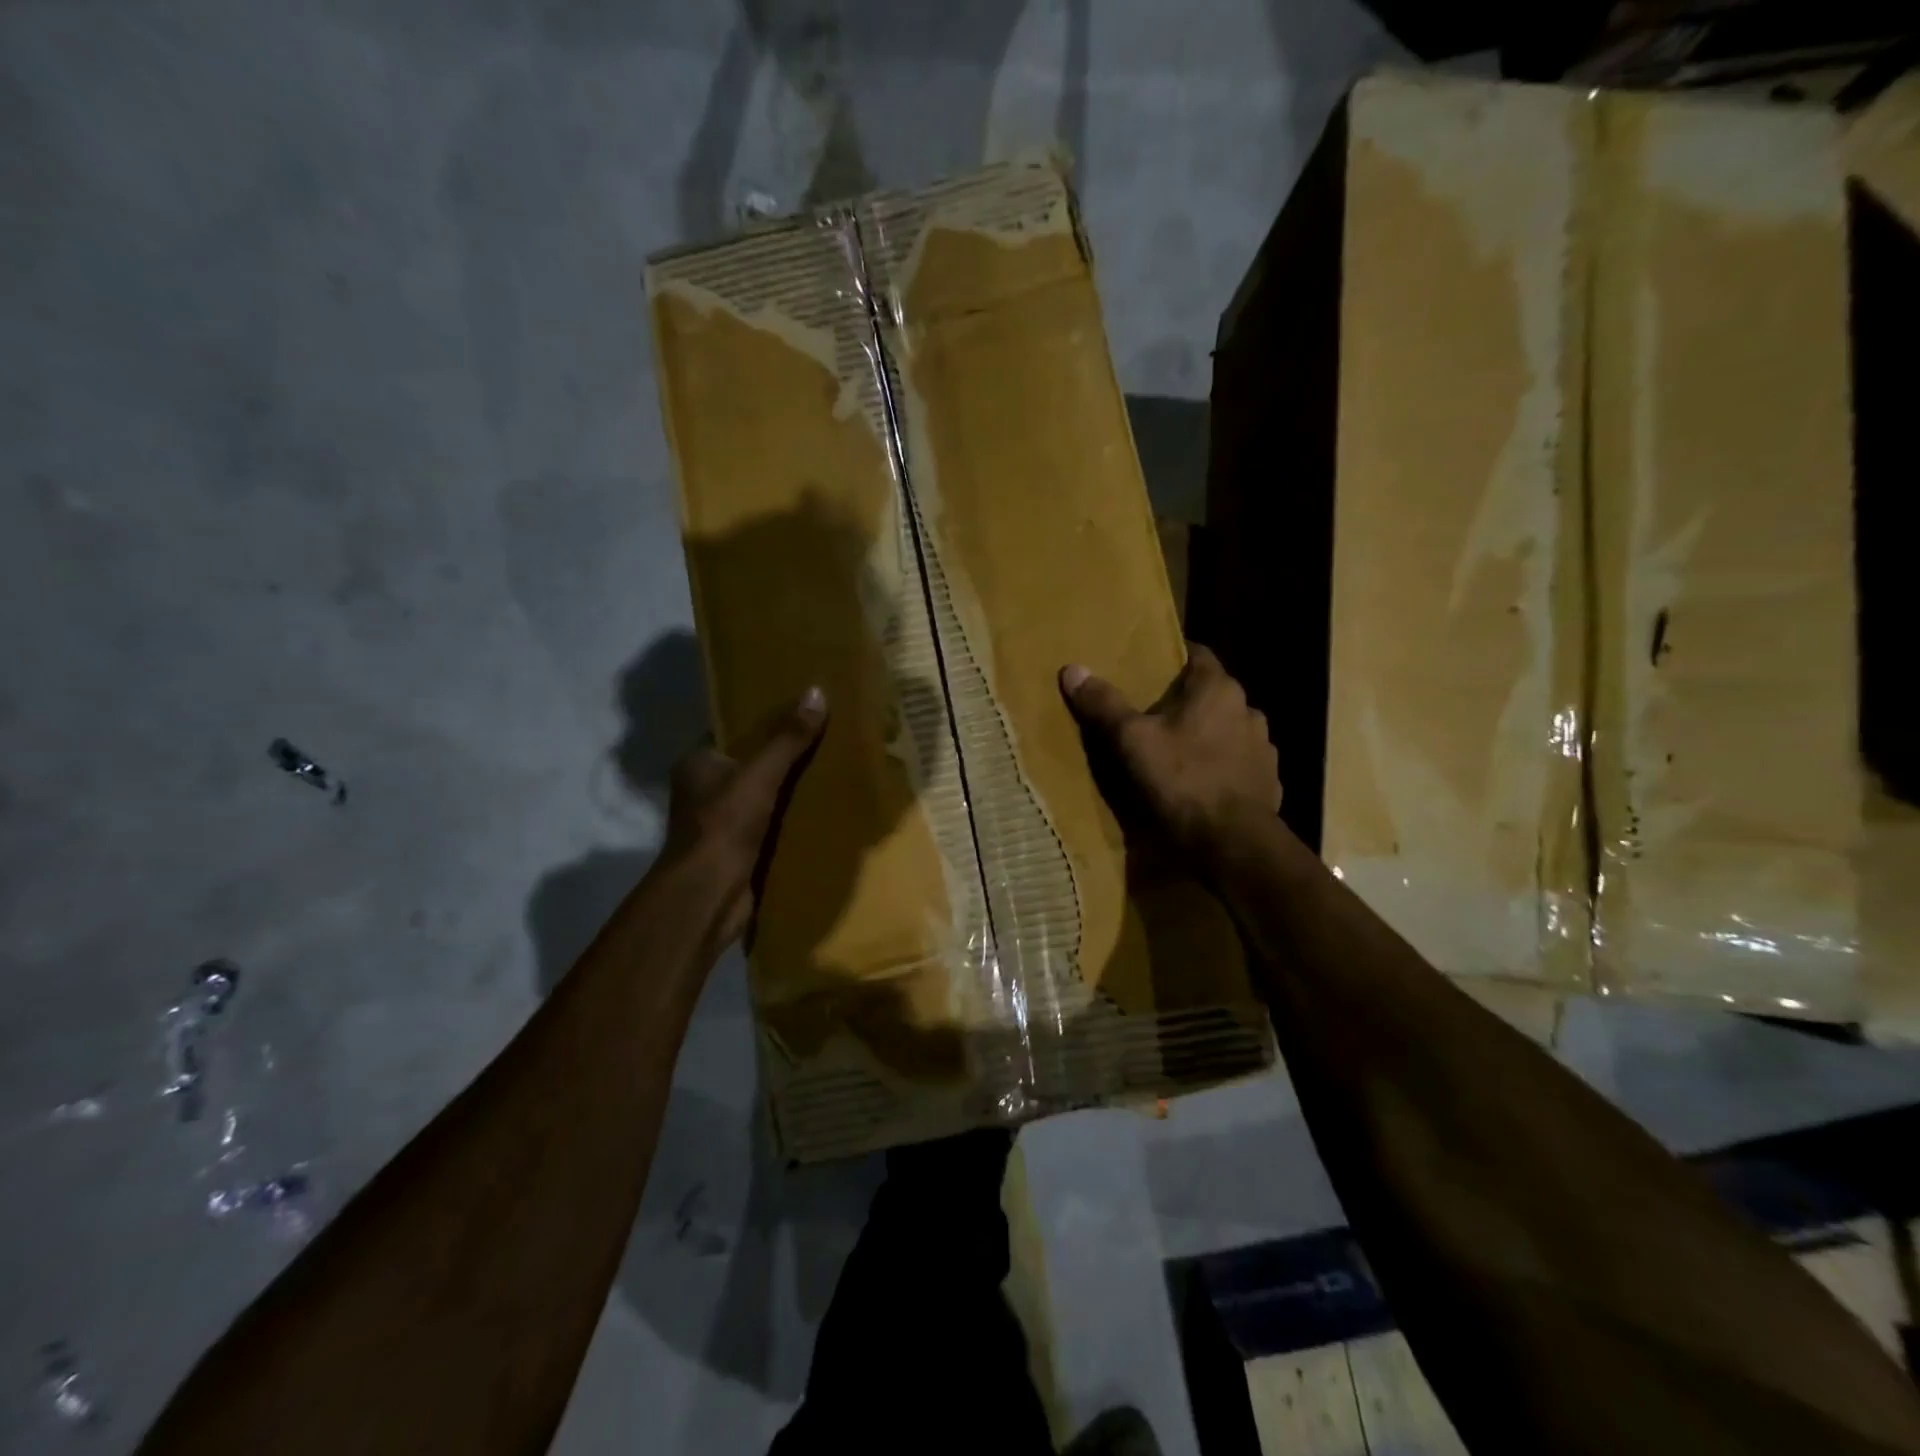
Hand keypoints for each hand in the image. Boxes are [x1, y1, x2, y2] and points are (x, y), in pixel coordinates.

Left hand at [662, 687, 826, 948]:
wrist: (709, 895)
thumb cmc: (724, 825)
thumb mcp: (760, 774)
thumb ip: (787, 738)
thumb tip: (817, 692)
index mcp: (698, 763)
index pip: (732, 731)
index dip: (763, 719)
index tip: (799, 708)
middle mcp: (704, 789)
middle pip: (751, 763)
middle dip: (783, 754)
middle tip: (824, 735)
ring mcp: (720, 822)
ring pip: (763, 795)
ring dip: (790, 789)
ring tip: (832, 767)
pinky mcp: (739, 849)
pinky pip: (771, 823)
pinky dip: (792, 818)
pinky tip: (823, 808)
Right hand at [1059, 646, 1278, 858]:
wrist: (1232, 842)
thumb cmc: (1181, 779)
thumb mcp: (1131, 740)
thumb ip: (1104, 704)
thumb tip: (1072, 669)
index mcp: (1218, 689)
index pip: (1198, 654)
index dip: (1174, 657)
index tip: (1150, 665)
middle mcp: (1248, 710)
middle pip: (1212, 694)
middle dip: (1185, 701)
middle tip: (1153, 713)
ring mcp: (1263, 747)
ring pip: (1228, 729)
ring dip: (1206, 735)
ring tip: (1176, 751)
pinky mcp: (1268, 781)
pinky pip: (1239, 763)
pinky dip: (1221, 766)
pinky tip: (1200, 783)